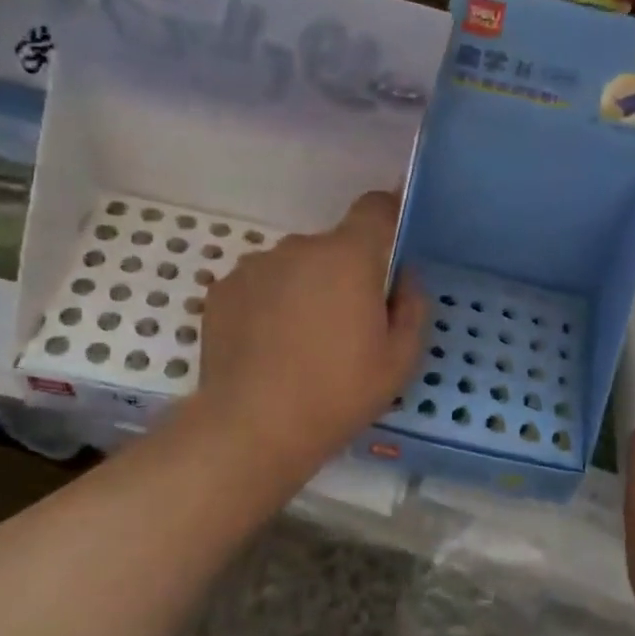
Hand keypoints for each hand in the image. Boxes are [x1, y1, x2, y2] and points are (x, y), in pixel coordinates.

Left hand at [196, 191, 427, 471]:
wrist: (253, 428)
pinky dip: (269, 306)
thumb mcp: (400, 360)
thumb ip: (412, 306)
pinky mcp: (222, 291)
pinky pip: (260, 287)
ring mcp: (254, 267)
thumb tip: (403, 275)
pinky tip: (268, 349)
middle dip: (344, 276)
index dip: (388, 218)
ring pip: (294, 268)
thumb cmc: (338, 394)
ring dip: (304, 291)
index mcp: (348, 257)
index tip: (391, 250)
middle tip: (346, 329)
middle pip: (333, 247)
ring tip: (300, 345)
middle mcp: (298, 248)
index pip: (375, 208)